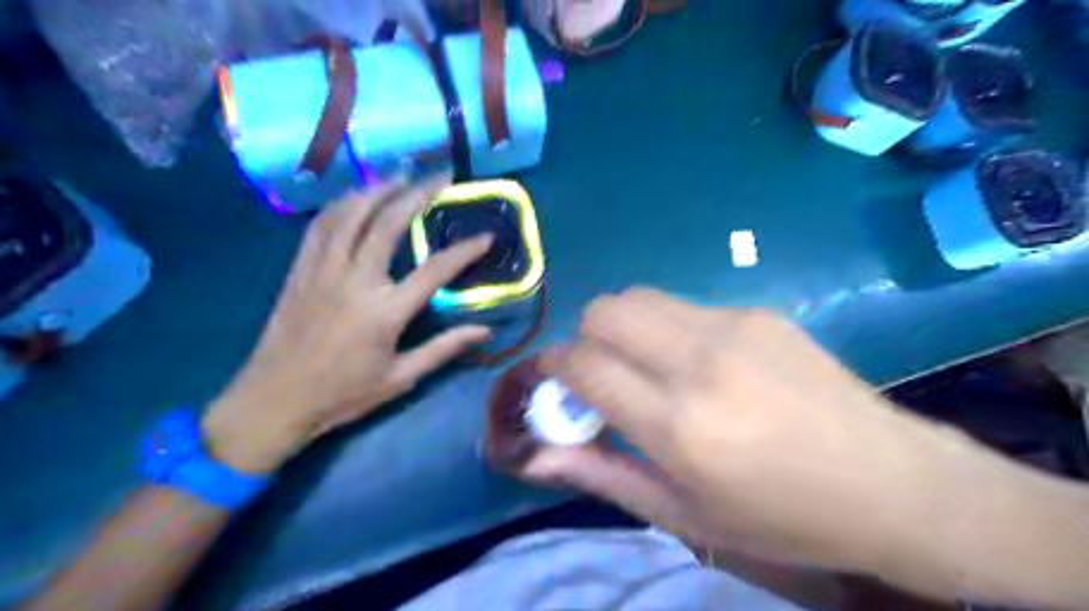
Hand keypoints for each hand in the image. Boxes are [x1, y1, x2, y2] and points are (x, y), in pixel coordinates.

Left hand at [202, 174, 493, 475]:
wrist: (274, 401)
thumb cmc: (343, 394)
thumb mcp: (401, 378)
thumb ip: (444, 349)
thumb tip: (484, 331)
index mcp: (385, 312)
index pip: (435, 271)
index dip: (464, 251)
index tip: (486, 237)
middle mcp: (355, 281)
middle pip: (388, 224)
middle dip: (418, 194)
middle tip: (440, 178)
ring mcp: (322, 271)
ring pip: (350, 215)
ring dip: (377, 190)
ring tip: (399, 176)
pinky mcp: (299, 271)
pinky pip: (319, 226)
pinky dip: (340, 205)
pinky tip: (353, 198)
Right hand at [515, 288, 1008, 588]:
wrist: (893, 482)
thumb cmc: (781, 517)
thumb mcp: (684, 516)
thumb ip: (603, 475)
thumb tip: (538, 454)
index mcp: (678, 425)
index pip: (583, 365)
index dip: (554, 367)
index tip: (556, 382)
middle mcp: (698, 362)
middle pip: (605, 310)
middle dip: (586, 336)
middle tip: (602, 374)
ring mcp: (732, 327)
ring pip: (640, 296)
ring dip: (623, 326)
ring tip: (647, 367)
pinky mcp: (757, 312)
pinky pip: (683, 306)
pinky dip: (667, 329)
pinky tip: (701, 364)